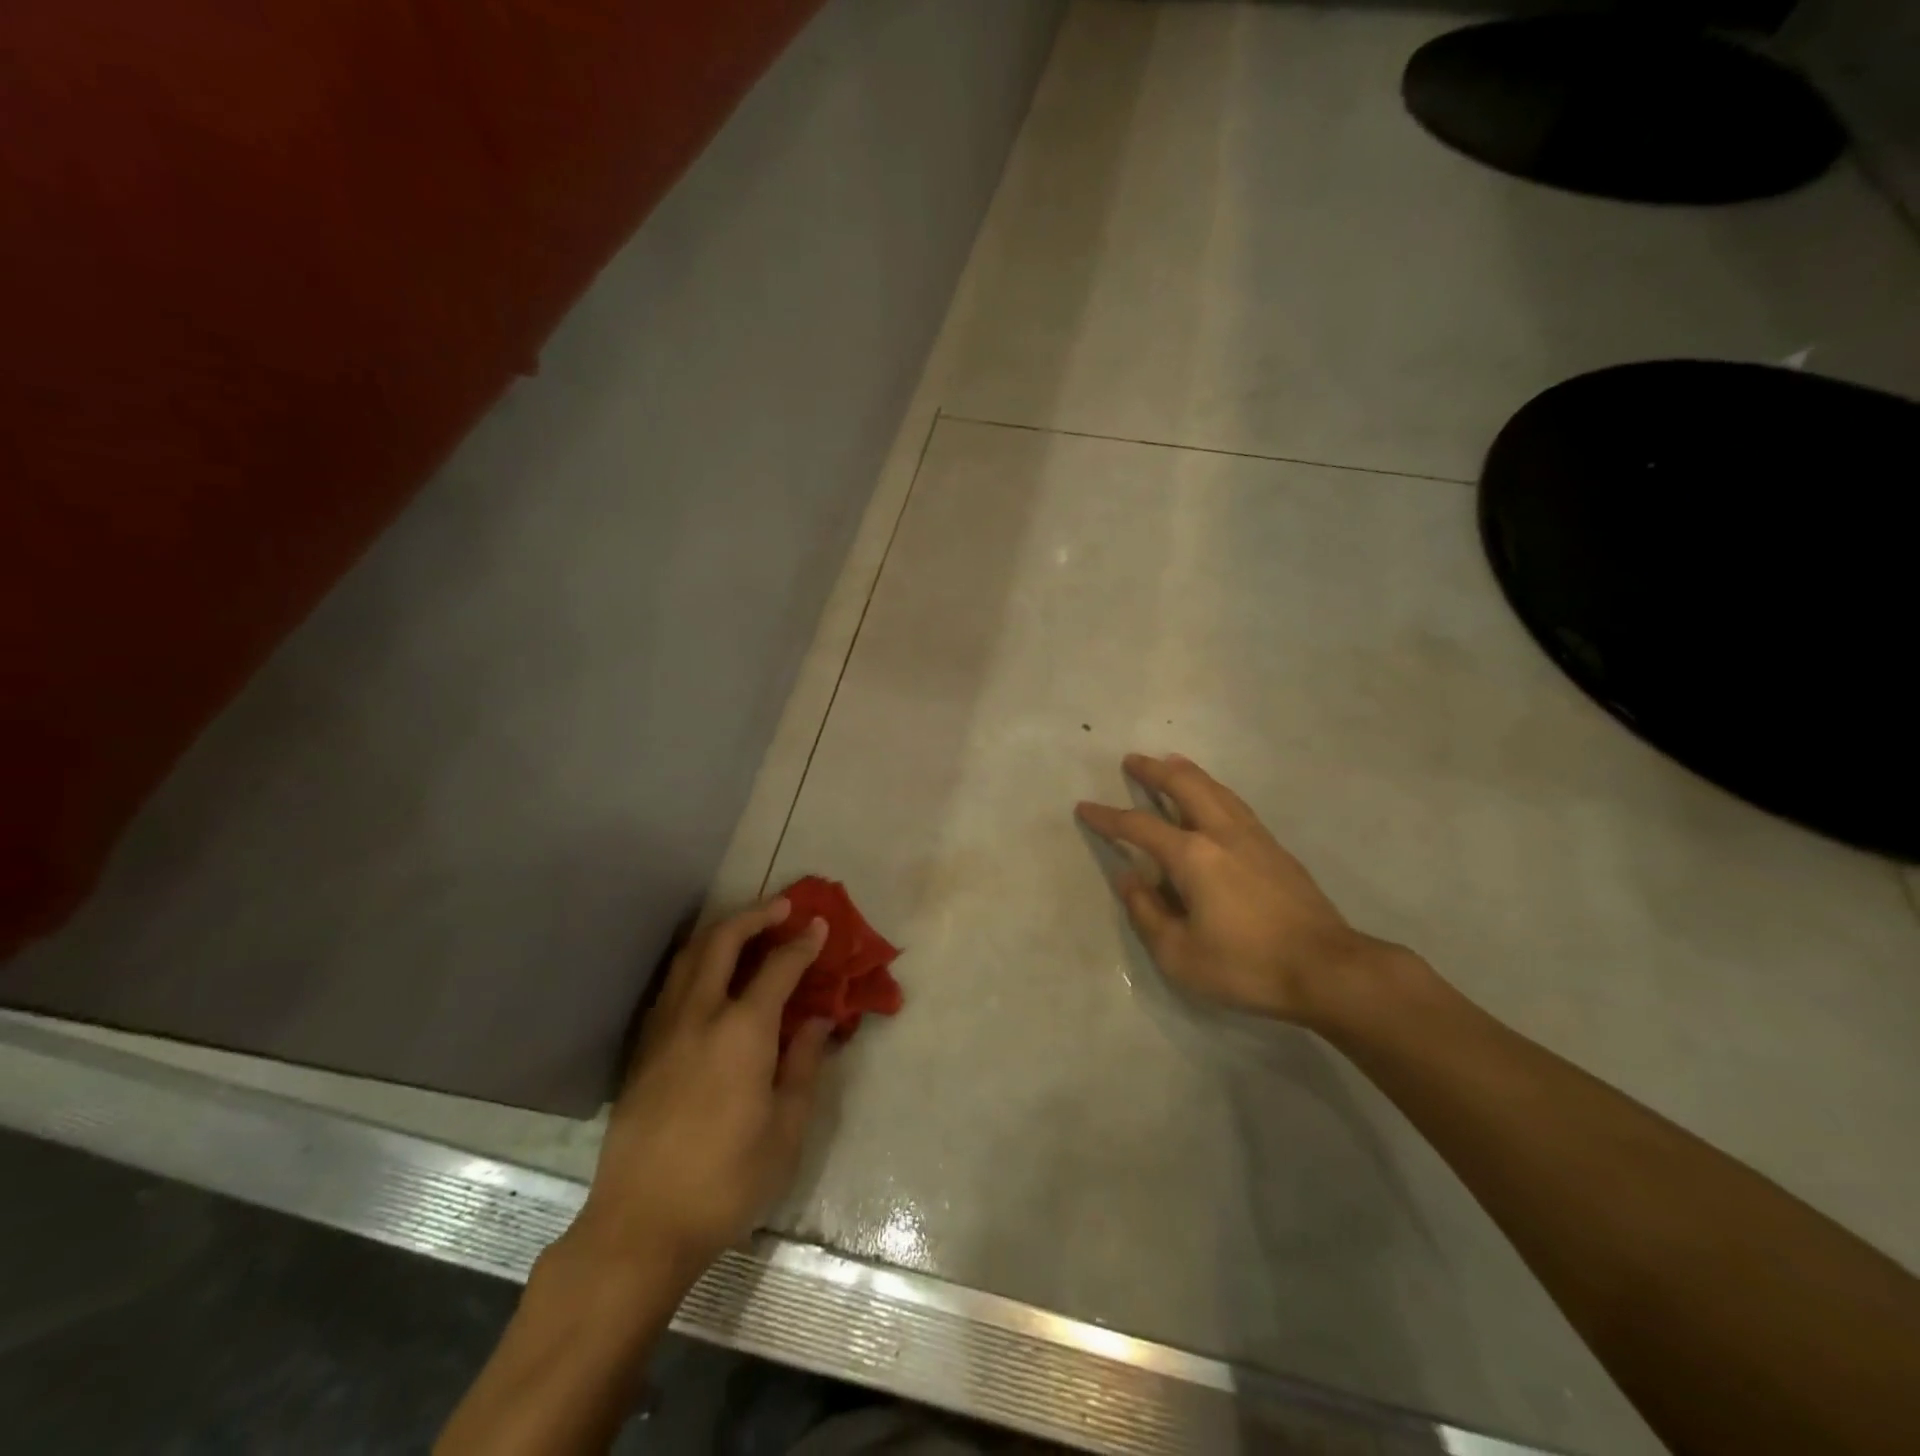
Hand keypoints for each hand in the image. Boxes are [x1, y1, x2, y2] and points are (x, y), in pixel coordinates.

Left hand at [562, 899, 833, 1287]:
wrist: (641, 1226)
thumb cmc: (727, 1181)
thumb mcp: (786, 1129)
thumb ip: (803, 1064)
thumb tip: (818, 1020)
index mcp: (742, 1032)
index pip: (778, 968)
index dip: (803, 943)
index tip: (820, 925)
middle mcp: (699, 1015)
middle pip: (722, 941)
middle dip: (755, 915)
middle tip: (783, 907)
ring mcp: (663, 1029)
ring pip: (689, 956)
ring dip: (722, 931)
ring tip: (748, 928)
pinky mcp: (642, 1049)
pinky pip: (673, 984)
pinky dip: (697, 961)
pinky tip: (710, 976)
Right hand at [1076, 753, 1401, 1025]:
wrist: (1328, 969)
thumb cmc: (1246, 965)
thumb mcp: (1179, 954)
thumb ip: (1147, 912)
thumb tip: (1128, 878)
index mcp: (1193, 856)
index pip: (1139, 826)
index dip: (1108, 817)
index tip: (1085, 807)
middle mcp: (1221, 833)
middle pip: (1185, 786)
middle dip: (1154, 771)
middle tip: (1133, 760)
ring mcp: (1254, 837)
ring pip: (1216, 789)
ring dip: (1188, 773)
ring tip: (1172, 763)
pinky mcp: (1276, 849)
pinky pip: (1235, 804)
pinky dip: (1214, 790)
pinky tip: (1215, 799)